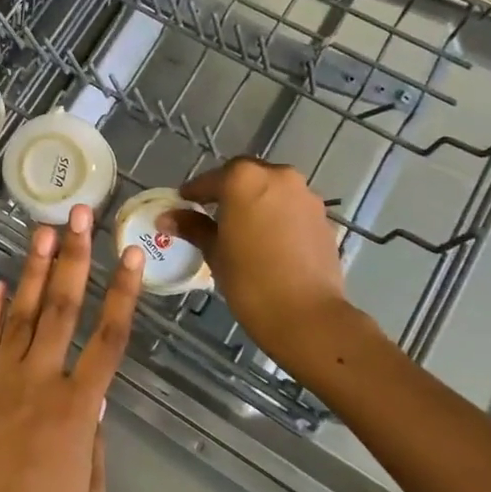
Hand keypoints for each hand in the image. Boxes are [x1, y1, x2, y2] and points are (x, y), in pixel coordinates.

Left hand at [0, 207, 141, 491]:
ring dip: (35, 270)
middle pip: (63, 309)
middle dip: (75, 257)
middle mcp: (39, 384)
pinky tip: (2, 284)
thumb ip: (94, 439)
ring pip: (23, 315)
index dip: (124, 293)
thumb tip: (92, 398)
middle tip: (80, 216)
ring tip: (44, 230)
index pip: (109, 338)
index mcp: (78, 410)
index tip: (131, 254)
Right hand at [161, 158, 376, 378]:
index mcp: (244, 179)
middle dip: (228, 190)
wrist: (307, 315)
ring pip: (272, 189)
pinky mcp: (322, 217)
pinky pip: (292, 207)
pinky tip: (269, 239)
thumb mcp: (214, 251)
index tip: (183, 203)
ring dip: (256, 200)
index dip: (194, 192)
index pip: (210, 180)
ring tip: (243, 227)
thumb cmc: (250, 280)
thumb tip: (167, 217)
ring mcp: (304, 195)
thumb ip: (192, 227)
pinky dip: (278, 215)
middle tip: (212, 212)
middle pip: (245, 176)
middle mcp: (277, 176)